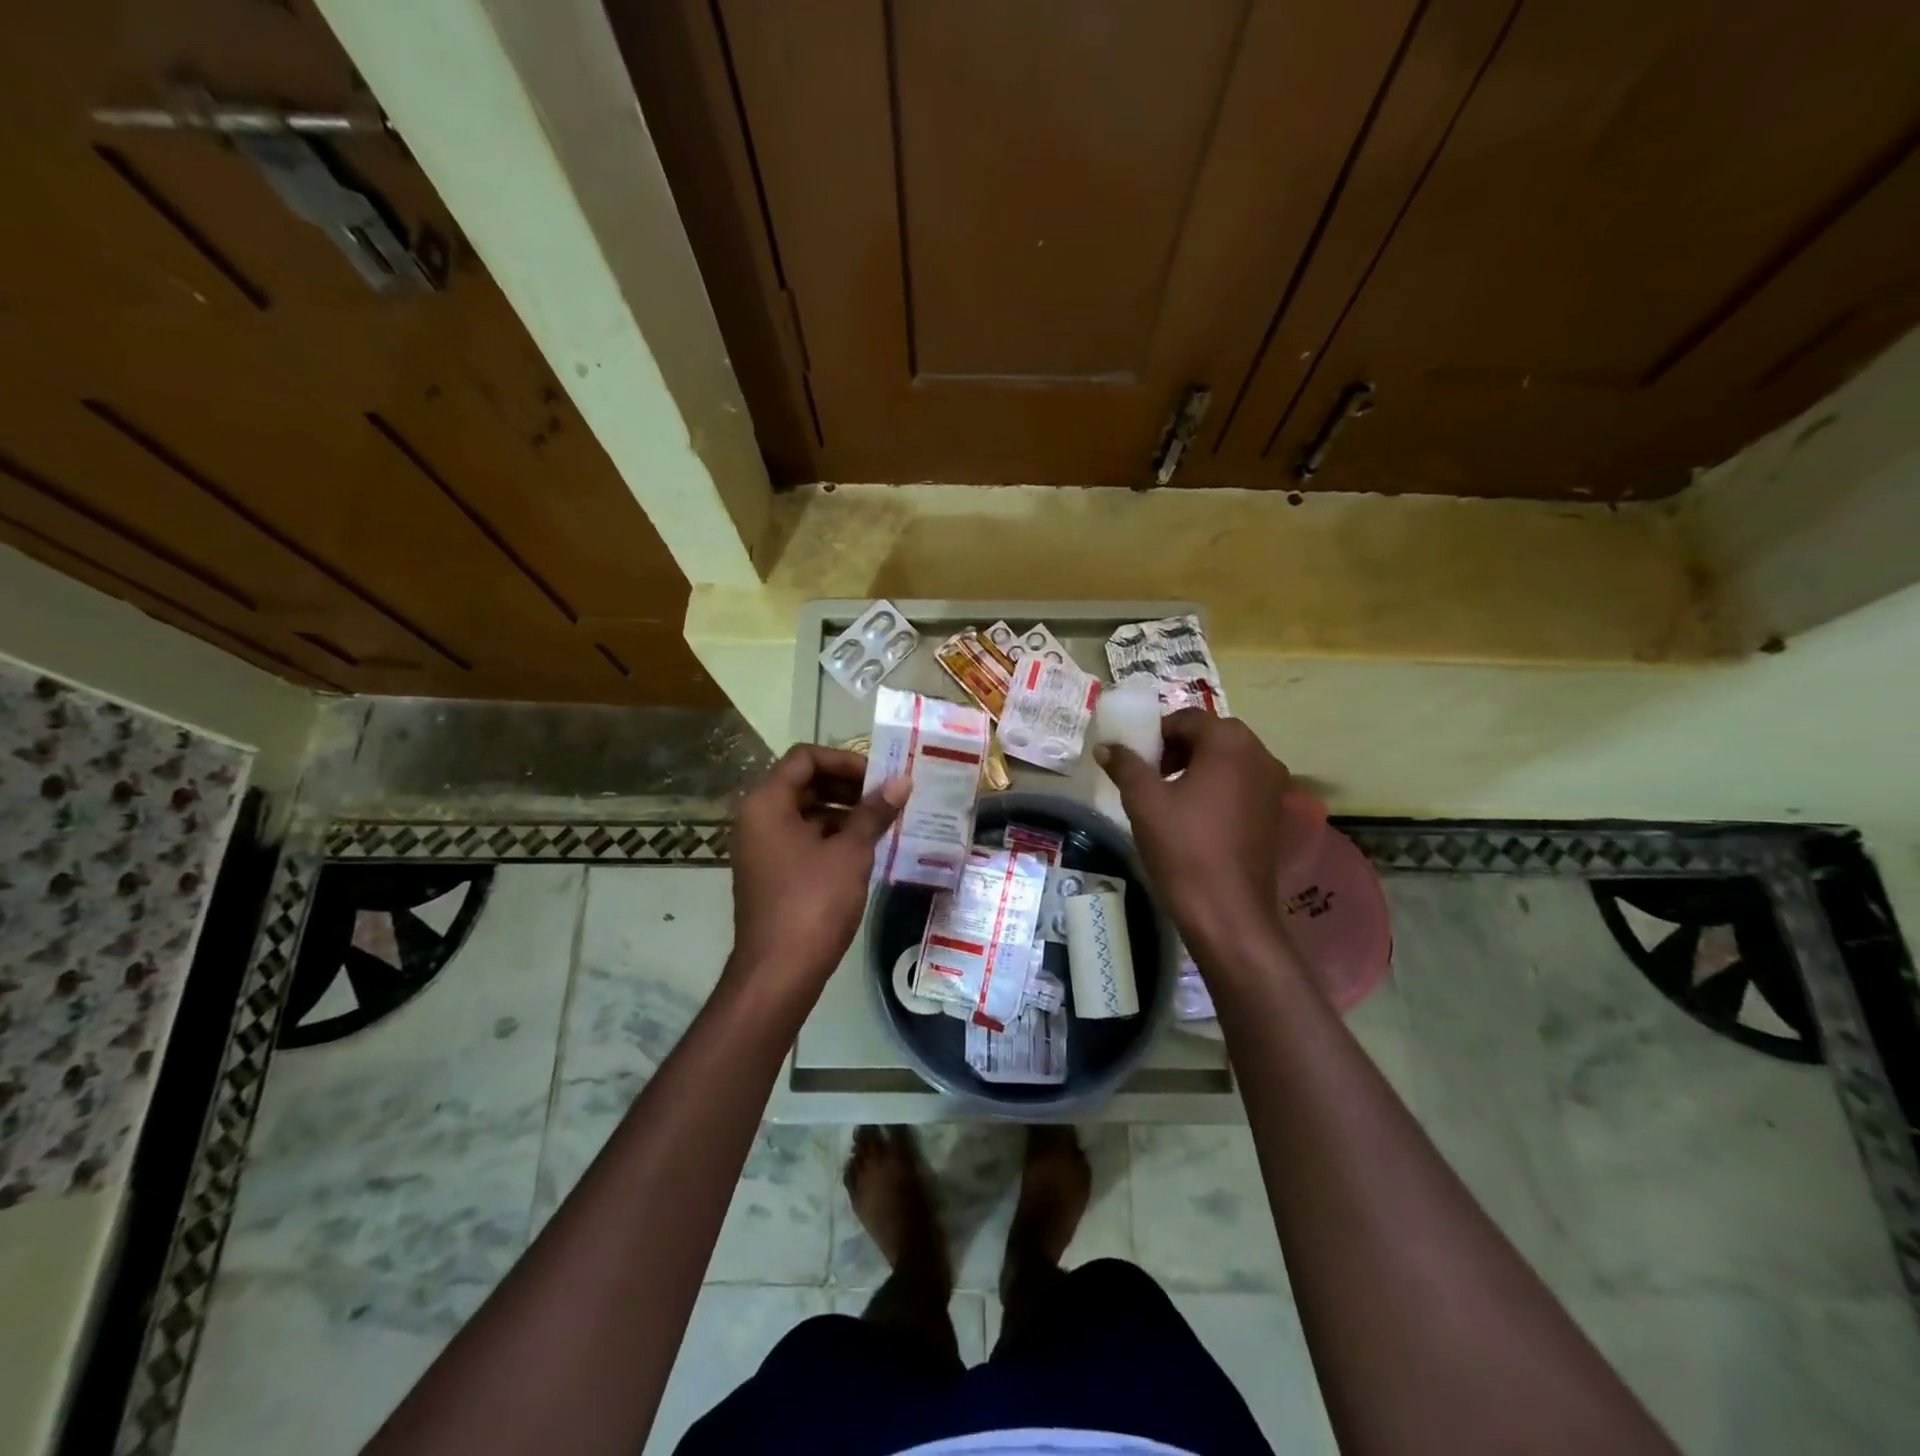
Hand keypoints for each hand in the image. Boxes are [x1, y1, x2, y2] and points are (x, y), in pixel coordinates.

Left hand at [729, 744, 909, 996]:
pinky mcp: (772, 871)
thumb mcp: (850, 852)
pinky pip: (803, 838)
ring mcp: (762, 847)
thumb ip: (874, 812)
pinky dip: (833, 835)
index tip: (879, 776)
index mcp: (767, 802)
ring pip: (806, 812)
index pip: (805, 758)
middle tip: (887, 796)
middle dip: (848, 785)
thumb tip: (903, 781)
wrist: (779, 971)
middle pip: (804, 782)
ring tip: (884, 821)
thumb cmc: (813, 902)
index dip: (845, 760)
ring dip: (844, 811)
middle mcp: (757, 818)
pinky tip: (866, 847)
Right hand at [1096, 711, 1293, 968]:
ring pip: (1228, 761)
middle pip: (1211, 736)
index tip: (1135, 759)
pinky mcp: (1275, 813)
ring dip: (1196, 768)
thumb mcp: (1143, 801)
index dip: (1156, 734)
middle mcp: (1260, 754)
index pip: (1187, 719)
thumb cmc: (1183, 847)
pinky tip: (1194, 817)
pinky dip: (1217, 788)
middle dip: (1177, 750)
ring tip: (1168, 797)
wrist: (1227, 911)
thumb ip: (1125, 766)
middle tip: (1148, 775)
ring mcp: (1273, 785)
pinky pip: (1241, 785)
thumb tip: (1107, 747)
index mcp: (1230, 742)